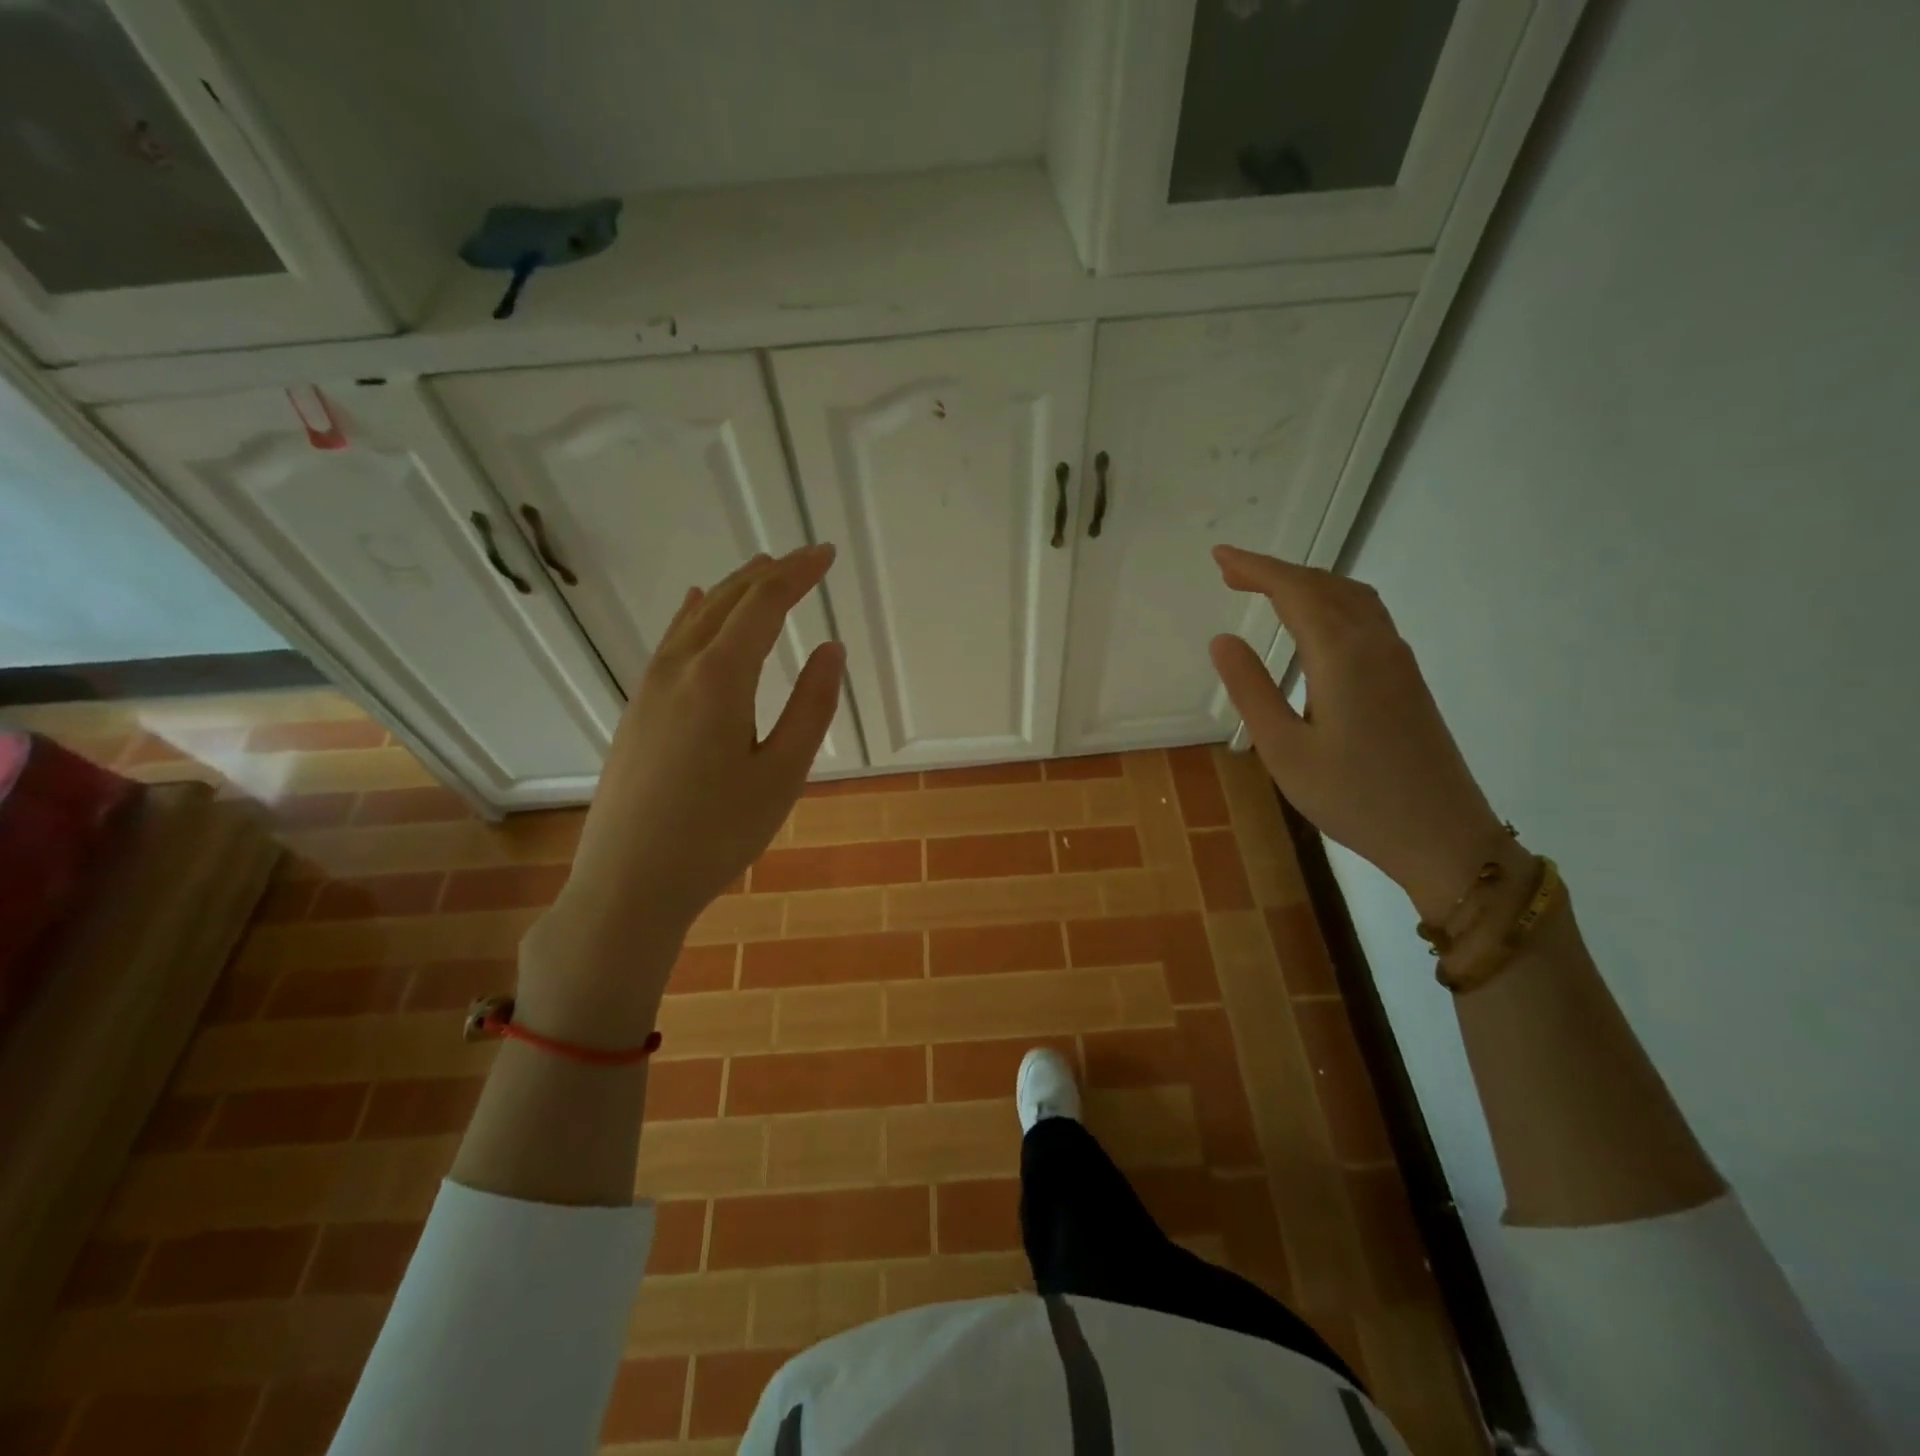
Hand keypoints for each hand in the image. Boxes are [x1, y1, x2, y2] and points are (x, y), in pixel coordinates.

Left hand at [517, 546, 844, 1043]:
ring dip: (731, 590)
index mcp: (719, 678)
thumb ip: (810, 707)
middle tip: (804, 558)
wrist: (628, 883)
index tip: (827, 554)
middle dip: (768, 574)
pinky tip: (694, 606)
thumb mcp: (781, 774)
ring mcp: (649, 688)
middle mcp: (679, 669)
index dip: (799, 575)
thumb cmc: (717, 833)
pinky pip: (671, 642)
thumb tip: (831, 648)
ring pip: (695, 618)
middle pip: (726, 602)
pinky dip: (694, 615)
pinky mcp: (637, 711)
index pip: (764, 605)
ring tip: (760, 571)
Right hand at [1207, 544, 1506, 919]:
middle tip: (1231, 572)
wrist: (1443, 836)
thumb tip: (1223, 639)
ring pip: (1351, 597)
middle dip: (1276, 572)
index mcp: (1342, 657)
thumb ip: (1251, 690)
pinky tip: (1314, 623)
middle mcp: (1375, 645)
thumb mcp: (1284, 750)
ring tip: (1266, 589)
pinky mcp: (1406, 678)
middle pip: (1324, 586)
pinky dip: (1330, 602)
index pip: (1294, 592)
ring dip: (1306, 584)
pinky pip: (1366, 617)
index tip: (1219, 557)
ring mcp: (1397, 660)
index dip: (1255, 568)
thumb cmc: (1353, 798)